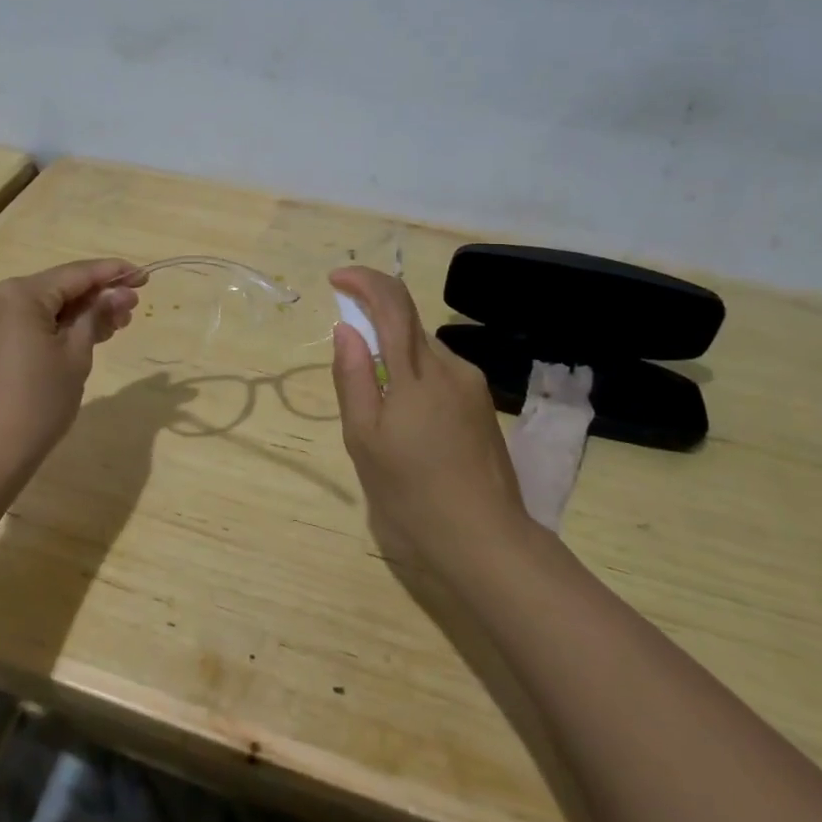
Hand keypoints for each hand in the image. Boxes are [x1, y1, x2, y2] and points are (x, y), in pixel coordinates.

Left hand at [0, 258, 146, 466]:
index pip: (75, 274)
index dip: (112, 273)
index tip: (143, 276)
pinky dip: (52, 327)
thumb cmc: (37, 403)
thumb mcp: (76, 356)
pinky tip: (82, 335)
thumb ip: (96, 316)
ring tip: (114, 325)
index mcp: (18, 293)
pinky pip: (23, 323)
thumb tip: (119, 293)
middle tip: (132, 308)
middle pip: (56, 288)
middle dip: (95, 297)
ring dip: (76, 314)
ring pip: (40, 307)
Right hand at [329, 267, 532, 575]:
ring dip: (395, 357)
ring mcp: (472, 387)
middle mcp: (450, 368)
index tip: (336, 280)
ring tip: (379, 413)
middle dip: (374, 324)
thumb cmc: (411, 494)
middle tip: (350, 369)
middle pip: (409, 323)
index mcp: (418, 373)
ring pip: (424, 351)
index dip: (364, 280)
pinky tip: (408, 424)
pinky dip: (415, 378)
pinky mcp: (482, 407)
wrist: (485, 541)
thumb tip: (346, 329)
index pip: (393, 303)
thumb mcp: (364, 439)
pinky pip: (440, 374)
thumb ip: (352, 377)